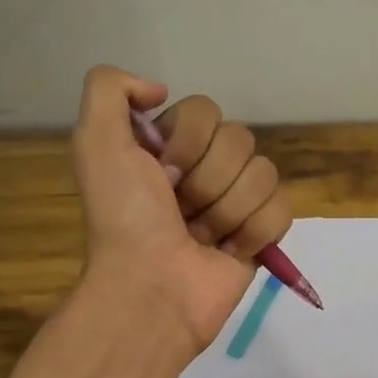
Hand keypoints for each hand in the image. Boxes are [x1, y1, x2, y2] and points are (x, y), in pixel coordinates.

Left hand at [71, 67, 292, 354]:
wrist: (151, 289)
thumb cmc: (125, 219)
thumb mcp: (95, 142)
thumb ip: (109, 89)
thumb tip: (160, 89)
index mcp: (169, 146)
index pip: (206, 111)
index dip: (187, 142)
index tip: (162, 175)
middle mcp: (204, 168)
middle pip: (240, 140)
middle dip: (208, 180)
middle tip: (181, 211)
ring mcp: (236, 202)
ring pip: (264, 174)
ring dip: (227, 211)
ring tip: (200, 237)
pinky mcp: (262, 234)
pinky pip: (282, 210)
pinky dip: (255, 233)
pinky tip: (229, 251)